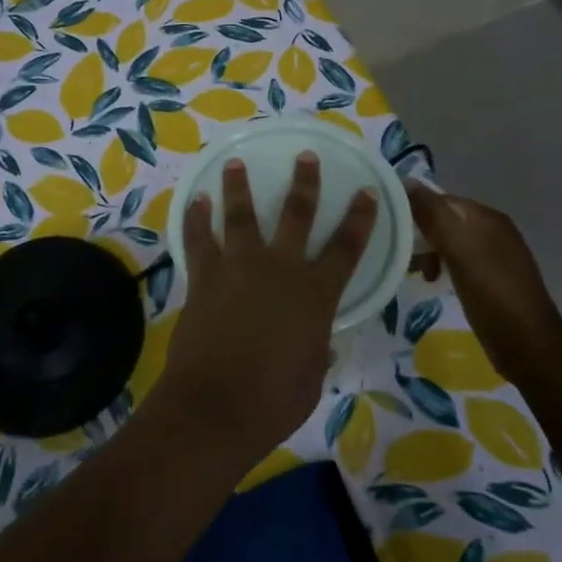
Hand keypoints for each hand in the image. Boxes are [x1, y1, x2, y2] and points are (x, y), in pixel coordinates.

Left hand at [156, 153, 377, 468]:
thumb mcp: (311, 378)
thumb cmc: (273, 401)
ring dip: (238, 186)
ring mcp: (239, 267)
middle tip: (305, 156)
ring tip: (234, 162)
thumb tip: (320, 343)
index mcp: (315, 295)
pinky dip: (196, 218)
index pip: (347, 248)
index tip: (366, 191)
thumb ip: (316, 350)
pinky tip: (195, 200)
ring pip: (241, 215)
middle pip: (296, 214)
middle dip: (304, 182)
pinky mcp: (205, 276)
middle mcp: (280, 269)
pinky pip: (198, 239)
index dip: (360, 218)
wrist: (216, 406)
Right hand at [406, 184, 561, 376]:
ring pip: (450, 242)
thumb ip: (433, 215)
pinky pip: (458, 262)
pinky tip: (432, 282)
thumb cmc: (493, 295)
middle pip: (445, 220)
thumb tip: (405, 181)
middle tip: (396, 251)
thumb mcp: (459, 251)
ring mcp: (494, 256)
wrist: (530, 350)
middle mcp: (493, 231)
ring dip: (428, 251)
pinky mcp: (492, 280)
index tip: (387, 225)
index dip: (414, 208)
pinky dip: (441, 266)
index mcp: (487, 218)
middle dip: (419, 232)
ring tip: (413, 271)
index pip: (441, 199)